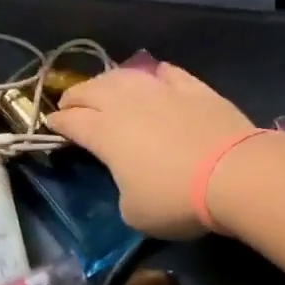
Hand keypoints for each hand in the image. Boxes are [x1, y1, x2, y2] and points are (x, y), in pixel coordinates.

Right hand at [47, 61, 255, 237]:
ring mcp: (160, 90)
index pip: (71, 121)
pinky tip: (155, 77)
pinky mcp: (192, 87)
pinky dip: (154, 74)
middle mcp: (125, 103)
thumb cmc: (174, 198)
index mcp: (103, 132)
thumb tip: (129, 179)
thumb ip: (121, 190)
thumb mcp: (133, 212)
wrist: (233, 172)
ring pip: (124, 75)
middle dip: (75, 96)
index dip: (58, 122)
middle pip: (91, 90)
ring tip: (105, 87)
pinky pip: (166, 73)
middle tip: (71, 104)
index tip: (52, 124)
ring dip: (108, 80)